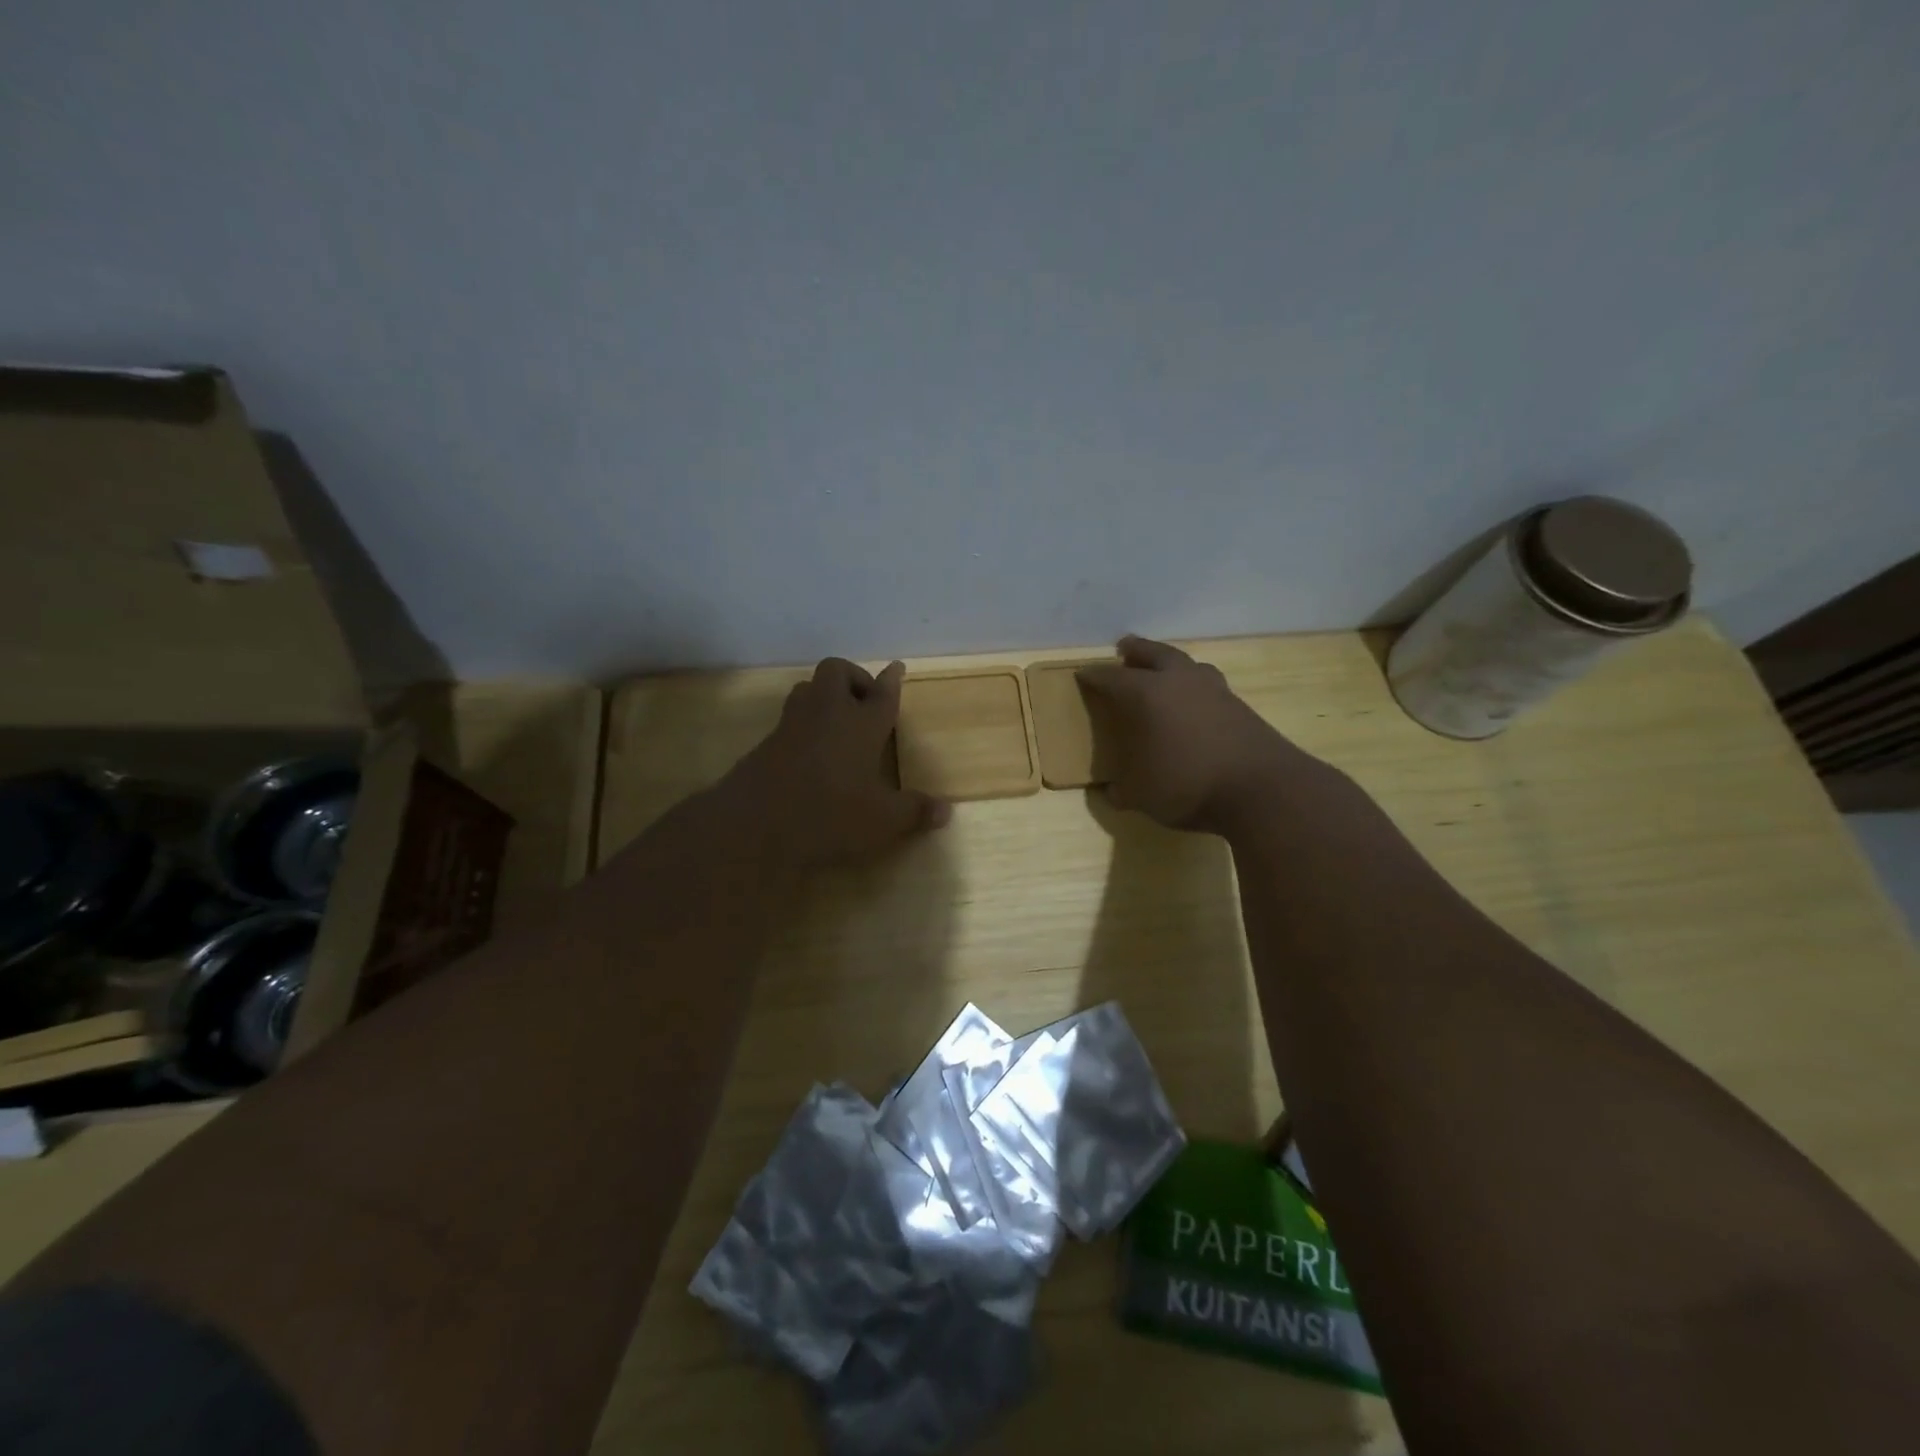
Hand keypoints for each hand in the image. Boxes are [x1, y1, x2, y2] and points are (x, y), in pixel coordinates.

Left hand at [725, 658, 949, 866]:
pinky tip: (810, 754)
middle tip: (865, 704)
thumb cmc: (830, 814)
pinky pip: (789, 720)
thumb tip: (946, 810)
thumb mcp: (883, 821)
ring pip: (807, 689)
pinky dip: (803, 726)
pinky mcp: (766, 744)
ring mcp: (791, 725)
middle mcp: (827, 714)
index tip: (897, 667)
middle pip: (837, 672)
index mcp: (861, 724)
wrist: (756, 824)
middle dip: (853, 678)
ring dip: (824, 697)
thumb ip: (914, 812)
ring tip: (838, 723)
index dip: (892, 680)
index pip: (882, 693)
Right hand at [1078, 636, 1309, 833]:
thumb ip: (1123, 790)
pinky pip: (1208, 684)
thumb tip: (1112, 791)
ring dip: (1170, 663)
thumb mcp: (1142, 795)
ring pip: (1187, 664)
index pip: (1112, 678)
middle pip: (1154, 654)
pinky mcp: (1239, 706)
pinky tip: (1193, 702)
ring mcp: (1214, 690)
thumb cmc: (1188, 785)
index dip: (1094, 676)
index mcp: (1146, 694)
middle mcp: (1179, 682)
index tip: (1083, 674)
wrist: (1262, 789)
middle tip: (1125, 648)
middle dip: (1137, 650)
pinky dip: (1194, 686)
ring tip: (1163, 670)